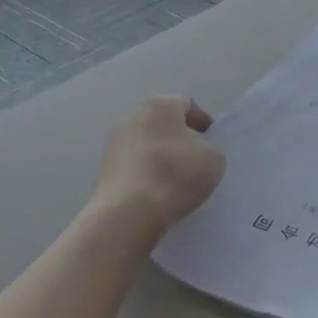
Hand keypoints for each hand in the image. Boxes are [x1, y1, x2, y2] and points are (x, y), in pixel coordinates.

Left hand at [95, 96, 225, 229]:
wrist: (129, 211)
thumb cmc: (176, 173)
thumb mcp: (214, 158)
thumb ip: (209, 148)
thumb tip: (196, 152)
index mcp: (160, 105)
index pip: (186, 105)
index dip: (202, 121)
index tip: (212, 140)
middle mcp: (132, 117)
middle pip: (162, 123)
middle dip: (178, 138)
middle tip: (195, 158)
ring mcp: (113, 144)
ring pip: (145, 145)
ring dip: (160, 156)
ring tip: (176, 179)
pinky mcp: (104, 171)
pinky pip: (133, 167)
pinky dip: (146, 174)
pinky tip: (157, 192)